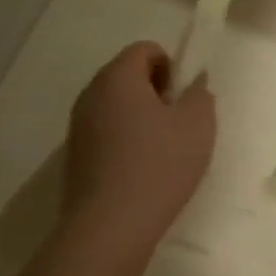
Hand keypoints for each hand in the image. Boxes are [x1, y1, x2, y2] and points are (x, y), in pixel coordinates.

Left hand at [62, 42, 216, 260]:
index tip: (185, 99)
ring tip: (162, 151)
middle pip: (127, 76)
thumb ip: (200, 95)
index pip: (145, 49)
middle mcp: (91, 94)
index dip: (172, 66)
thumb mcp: (197, 125)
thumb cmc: (159, 166)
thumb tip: (193, 84)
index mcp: (118, 77)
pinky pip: (105, 133)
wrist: (110, 227)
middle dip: (156, 92)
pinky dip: (124, 141)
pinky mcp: (75, 156)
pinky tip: (141, 172)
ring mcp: (77, 126)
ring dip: (140, 118)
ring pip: (116, 106)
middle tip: (178, 124)